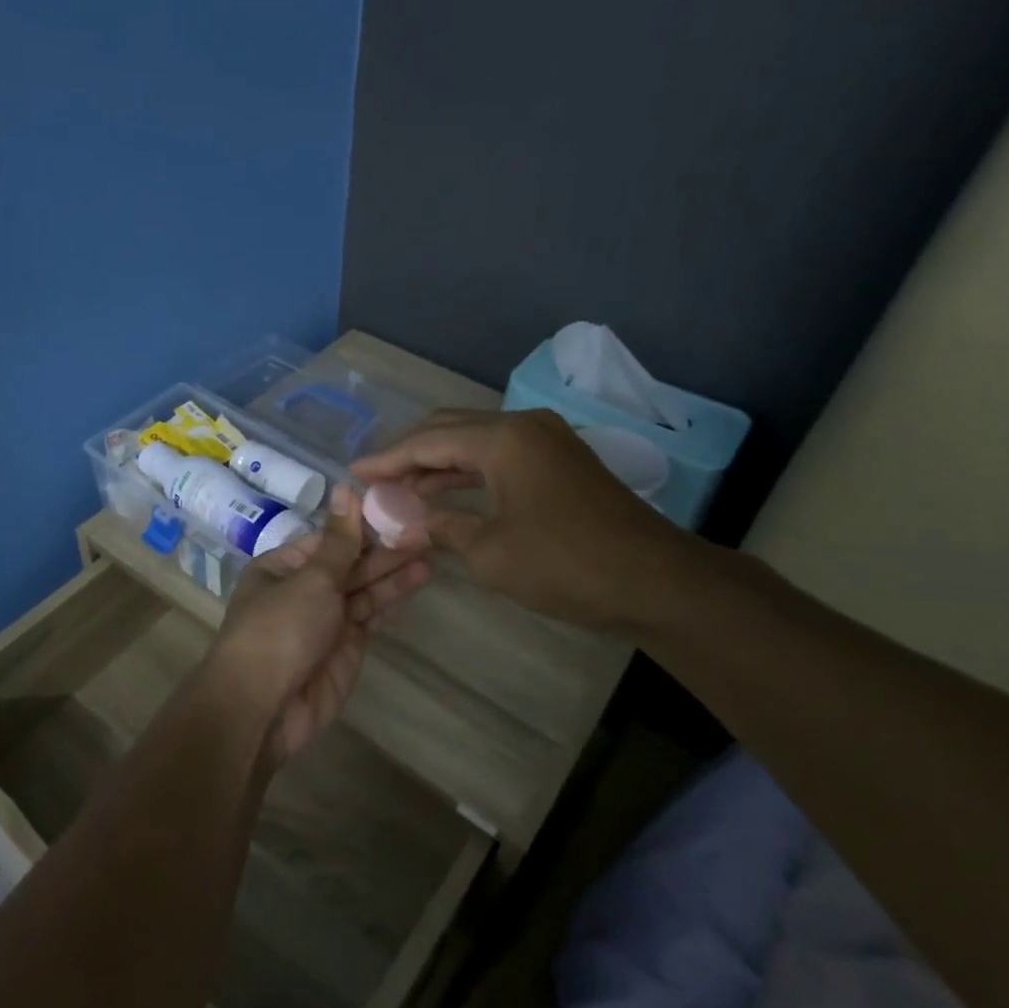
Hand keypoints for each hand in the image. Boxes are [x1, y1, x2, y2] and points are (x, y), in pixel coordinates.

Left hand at [209, 485, 430, 763]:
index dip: (364, 524)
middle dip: (385, 549)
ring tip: (431, 552)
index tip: (400, 507)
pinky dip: (391, 600)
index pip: (330, 538)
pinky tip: (417, 580)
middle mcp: (304, 589)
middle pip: (350, 563)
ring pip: (364, 589)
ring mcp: (326, 619)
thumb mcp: (310, 578)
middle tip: (427, 531)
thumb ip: (339, 540)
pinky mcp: (345, 647)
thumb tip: (345, 487)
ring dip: (394, 572)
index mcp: (284, 566)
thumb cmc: (280, 630)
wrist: (263, 708)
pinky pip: (371, 616)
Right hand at [350, 409, 700, 632]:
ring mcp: (545, 441)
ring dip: (437, 464)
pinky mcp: (558, 462)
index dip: (387, 458)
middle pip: (450, 429)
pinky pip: (499, 457)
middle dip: (409, 454)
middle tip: (375, 479)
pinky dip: (467, 474)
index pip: (429, 440)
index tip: (353, 472)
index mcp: (503, 438)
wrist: (654, 581)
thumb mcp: (491, 551)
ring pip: (474, 442)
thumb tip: (405, 524)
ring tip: (399, 490)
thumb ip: (442, 527)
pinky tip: (444, 495)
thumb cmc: (565, 564)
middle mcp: (523, 426)